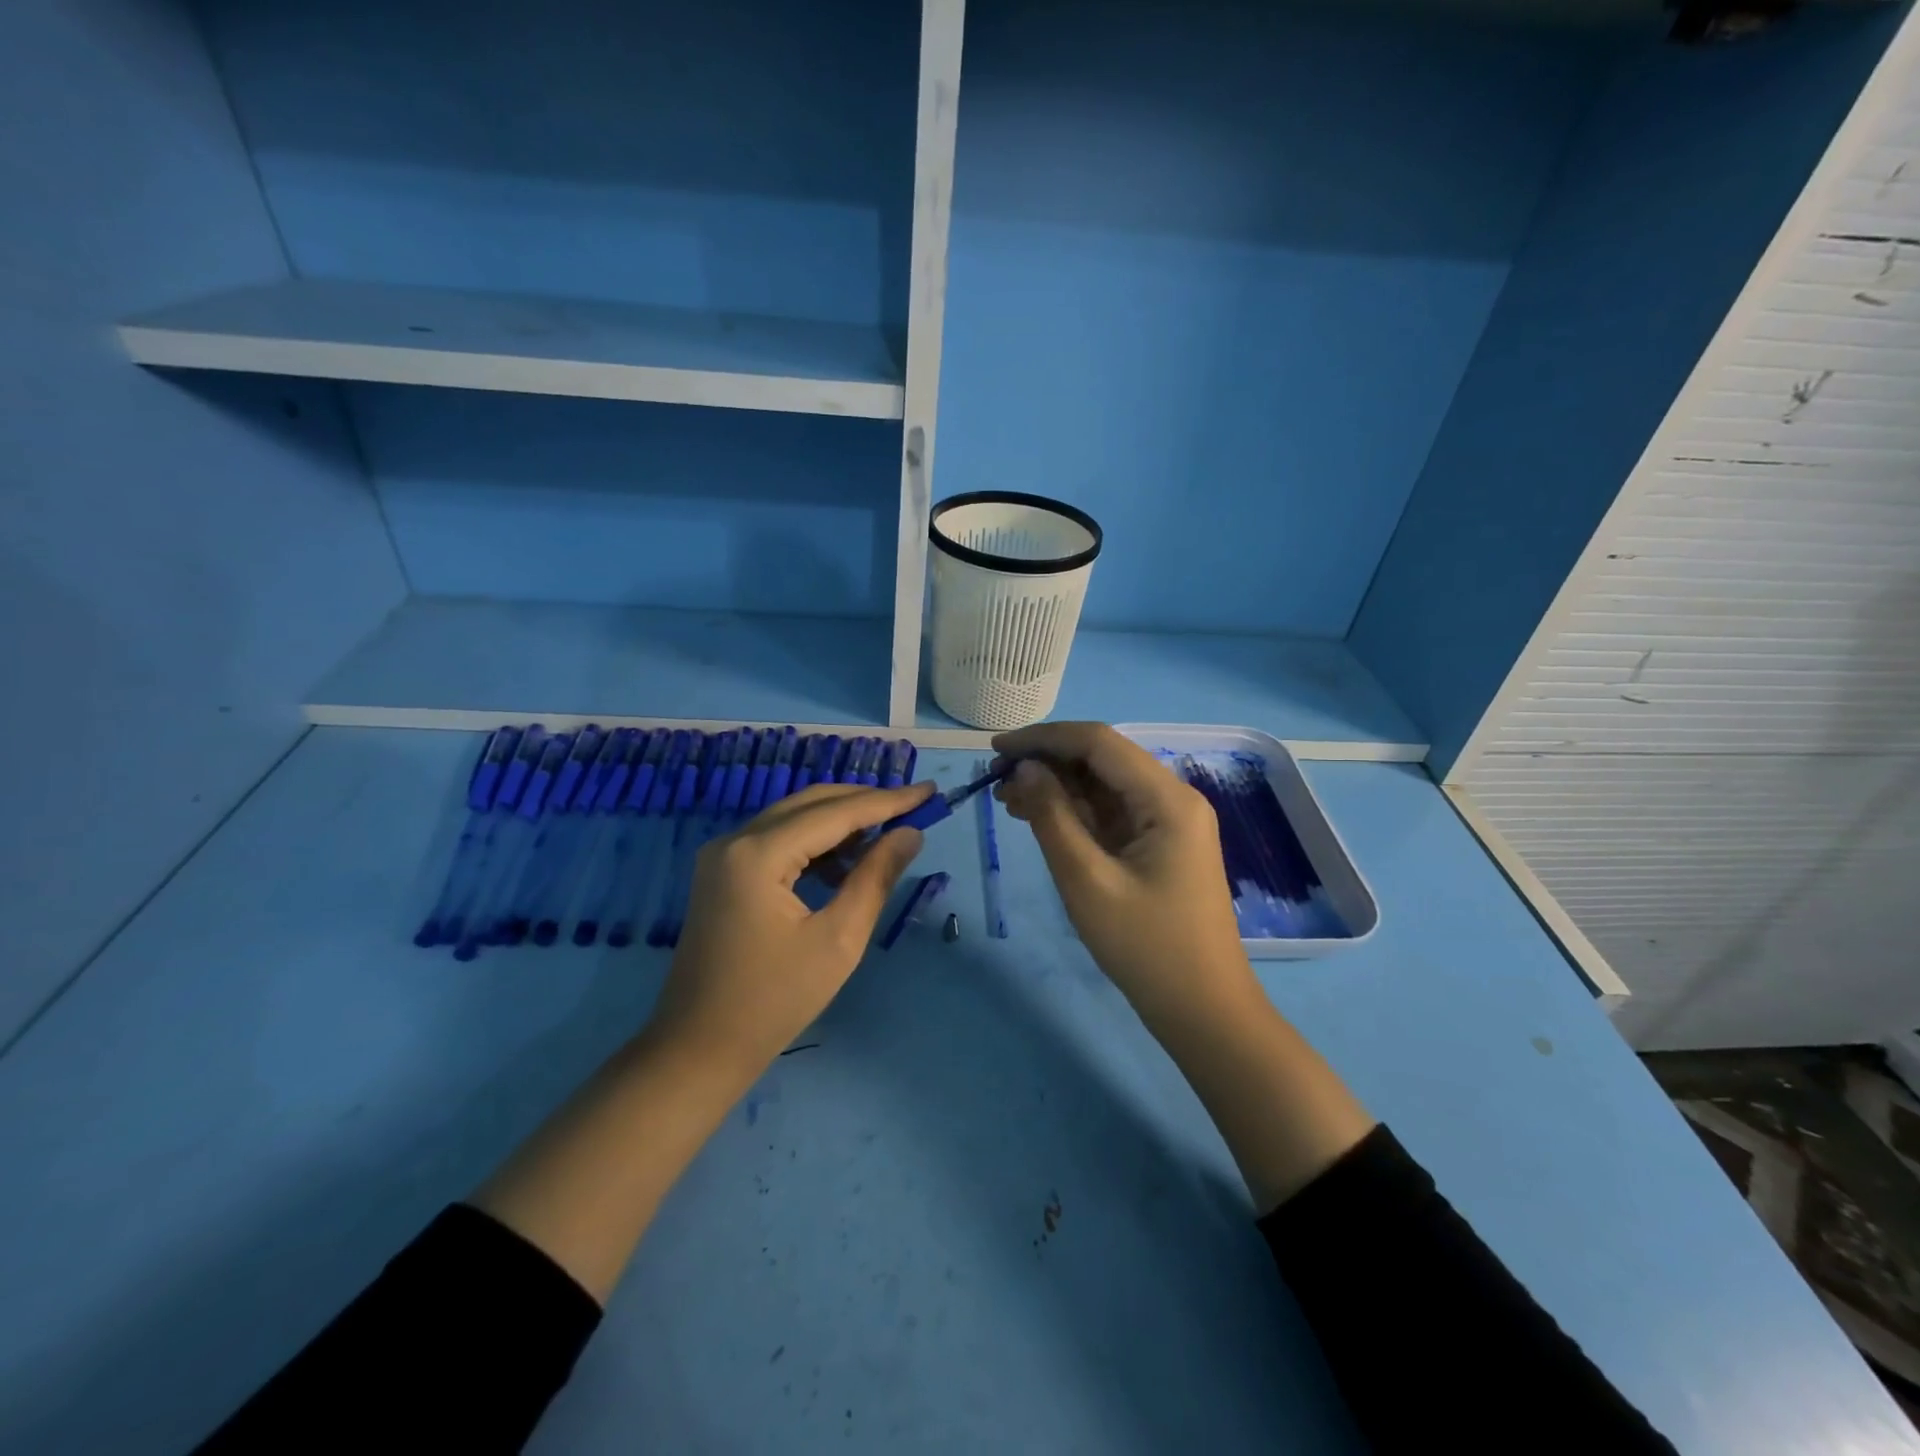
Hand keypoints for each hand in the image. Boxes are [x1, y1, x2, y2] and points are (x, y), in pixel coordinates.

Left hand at [650, 781, 935, 1073]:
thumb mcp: (839, 940)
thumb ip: (875, 878)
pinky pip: (777, 839)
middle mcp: (735, 840)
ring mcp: (723, 854)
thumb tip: (910, 833)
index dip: (887, 801)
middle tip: (914, 805)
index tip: (930, 791)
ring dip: (840, 820)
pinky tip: (846, 860)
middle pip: (811, 803)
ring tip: (888, 832)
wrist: (698, 1049)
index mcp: (759, 854)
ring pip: (793, 817)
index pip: (835, 813)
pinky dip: (815, 841)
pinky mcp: (722, 872)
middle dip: (865, 802)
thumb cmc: (774, 1001)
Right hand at [993, 722, 1255, 1030]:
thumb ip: (1053, 817)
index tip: (997, 748)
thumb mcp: (1087, 881)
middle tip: (995, 778)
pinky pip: (1111, 813)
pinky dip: (1074, 812)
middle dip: (1047, 762)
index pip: (1099, 742)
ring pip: (1103, 785)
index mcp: (1167, 799)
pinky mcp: (1159, 844)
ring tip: (1007, 800)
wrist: (1203, 1011)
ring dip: (1057, 786)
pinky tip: (1037, 817)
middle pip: (1102, 759)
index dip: (1044, 738)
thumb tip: (1026, 768)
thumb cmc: (1146, 948)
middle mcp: (1172, 798)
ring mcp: (1168, 822)